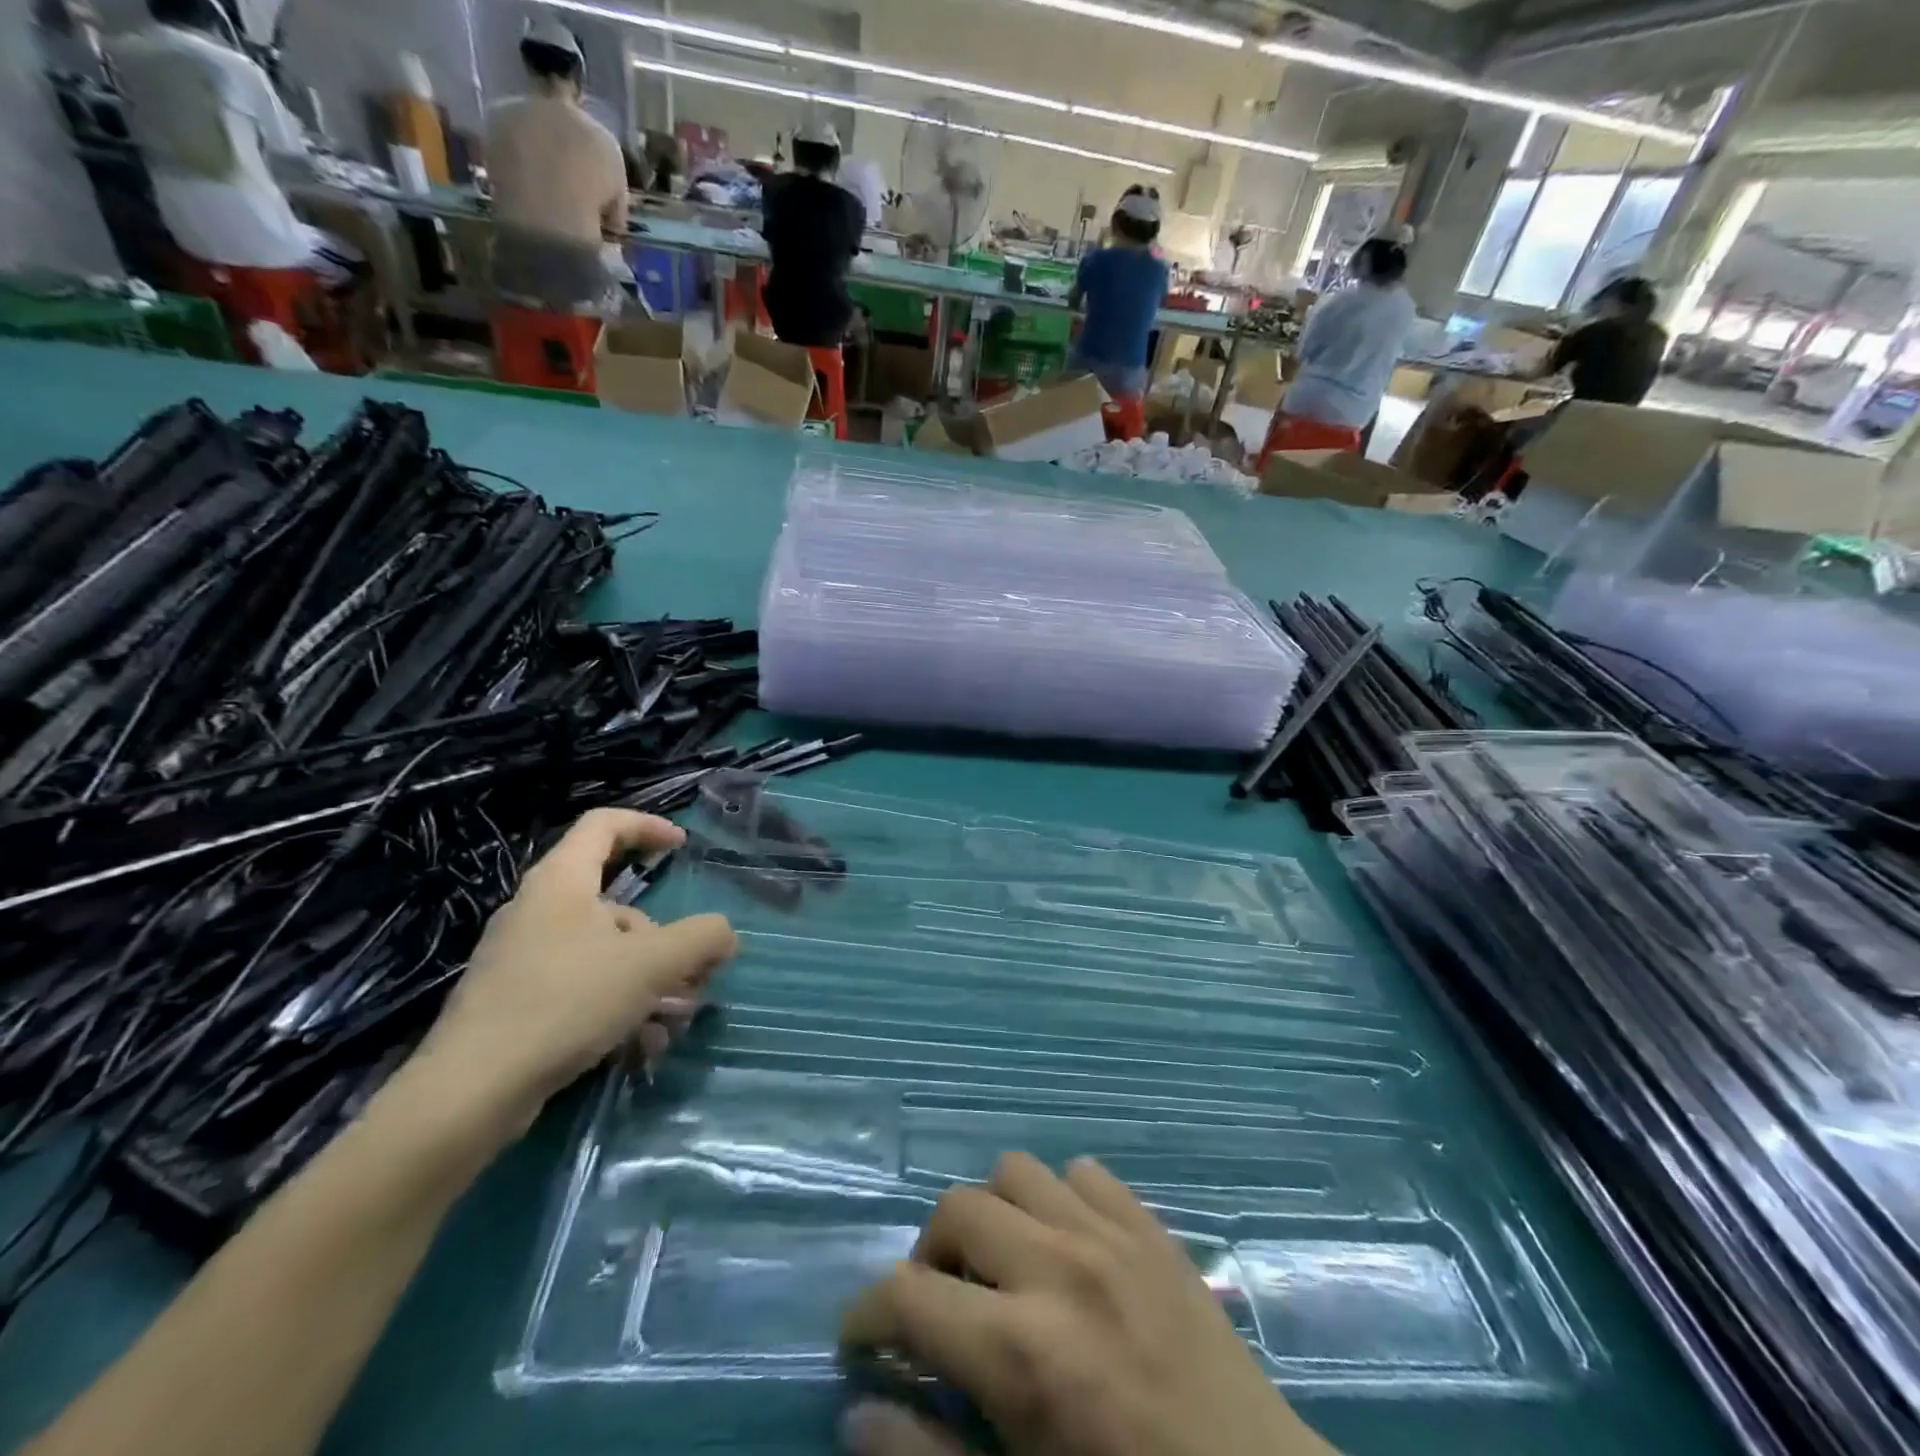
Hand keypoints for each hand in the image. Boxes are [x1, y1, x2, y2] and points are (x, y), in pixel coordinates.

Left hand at [415, 809, 737, 1137]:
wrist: (470, 1092)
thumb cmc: (566, 1002)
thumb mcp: (652, 964)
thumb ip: (701, 939)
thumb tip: (726, 934)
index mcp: (561, 881)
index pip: (604, 824)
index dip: (648, 826)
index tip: (682, 847)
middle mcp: (538, 910)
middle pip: (619, 906)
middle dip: (666, 941)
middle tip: (695, 975)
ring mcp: (523, 957)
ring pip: (606, 954)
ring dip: (650, 982)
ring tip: (673, 1023)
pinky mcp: (517, 1001)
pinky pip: (583, 988)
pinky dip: (618, 1008)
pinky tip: (640, 1047)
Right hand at [840, 1154, 1336, 1455]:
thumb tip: (857, 1406)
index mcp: (1021, 1352)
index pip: (907, 1296)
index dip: (868, 1317)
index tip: (863, 1341)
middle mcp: (1058, 1269)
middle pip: (956, 1209)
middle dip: (928, 1256)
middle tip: (939, 1306)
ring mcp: (1111, 1236)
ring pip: (1016, 1172)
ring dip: (993, 1214)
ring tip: (1002, 1265)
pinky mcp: (1152, 1227)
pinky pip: (1085, 1173)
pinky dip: (1059, 1200)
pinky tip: (1067, 1246)